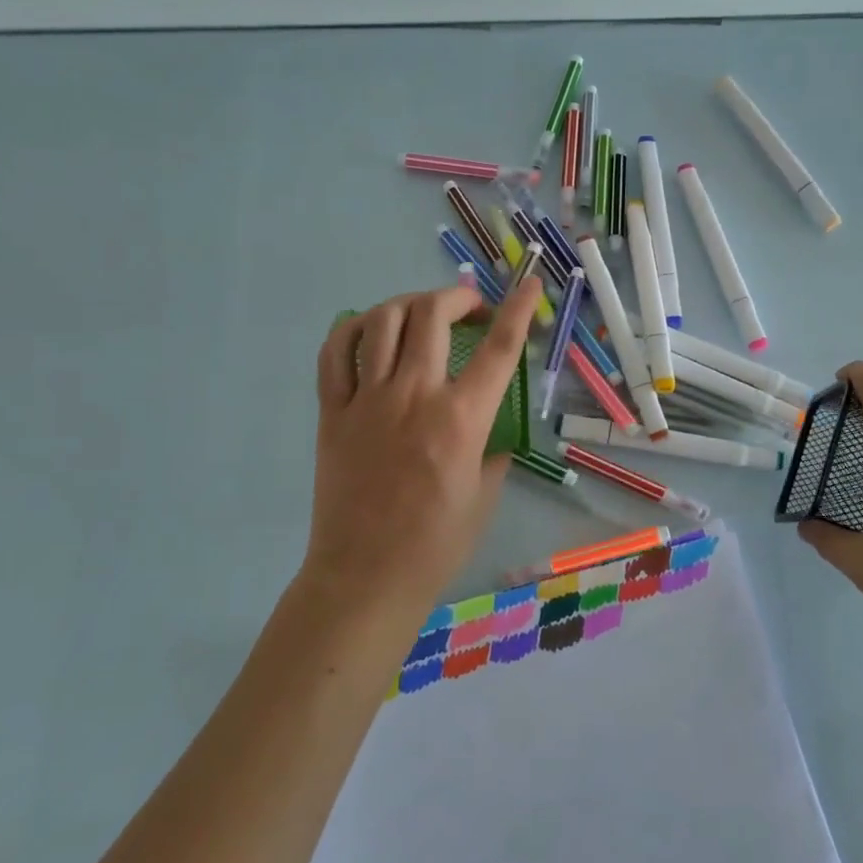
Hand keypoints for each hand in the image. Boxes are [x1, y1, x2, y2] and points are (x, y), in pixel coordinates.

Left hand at [302, 277, 540, 612]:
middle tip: (471, 309)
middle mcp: (414, 396)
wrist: (366, 577)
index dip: (519, 309)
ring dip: (410, 304)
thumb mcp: (485, 495)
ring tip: (424, 314)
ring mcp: (367, 400)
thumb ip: (492, 449)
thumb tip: (490, 426)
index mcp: (461, 419)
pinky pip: (336, 352)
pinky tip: (371, 332)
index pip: (498, 348)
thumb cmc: (436, 543)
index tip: (529, 285)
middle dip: (459, 297)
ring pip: (384, 321)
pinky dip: (355, 329)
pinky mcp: (332, 412)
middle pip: (433, 314)